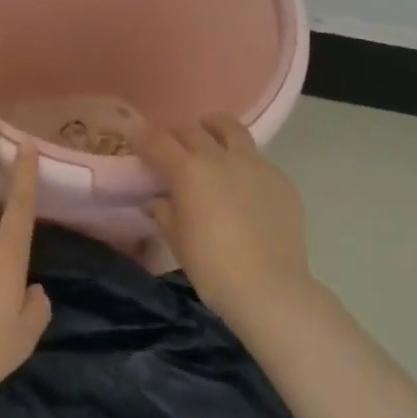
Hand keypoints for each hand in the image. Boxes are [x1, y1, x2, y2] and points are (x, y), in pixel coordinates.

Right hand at [135, 114, 316, 333]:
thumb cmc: (213, 268)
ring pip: (230, 128)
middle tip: (171, 149)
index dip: (143, 137)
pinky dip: (241, 161)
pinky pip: (256, 158)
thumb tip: (157, 200)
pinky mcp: (280, 178)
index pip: (158, 141)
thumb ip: (164, 212)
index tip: (135, 138)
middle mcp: (221, 157)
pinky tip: (242, 183)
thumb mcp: (177, 240)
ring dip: (213, 128)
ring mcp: (255, 164)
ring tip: (209, 137)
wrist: (271, 289)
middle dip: (176, 135)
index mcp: (189, 170)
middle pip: (192, 130)